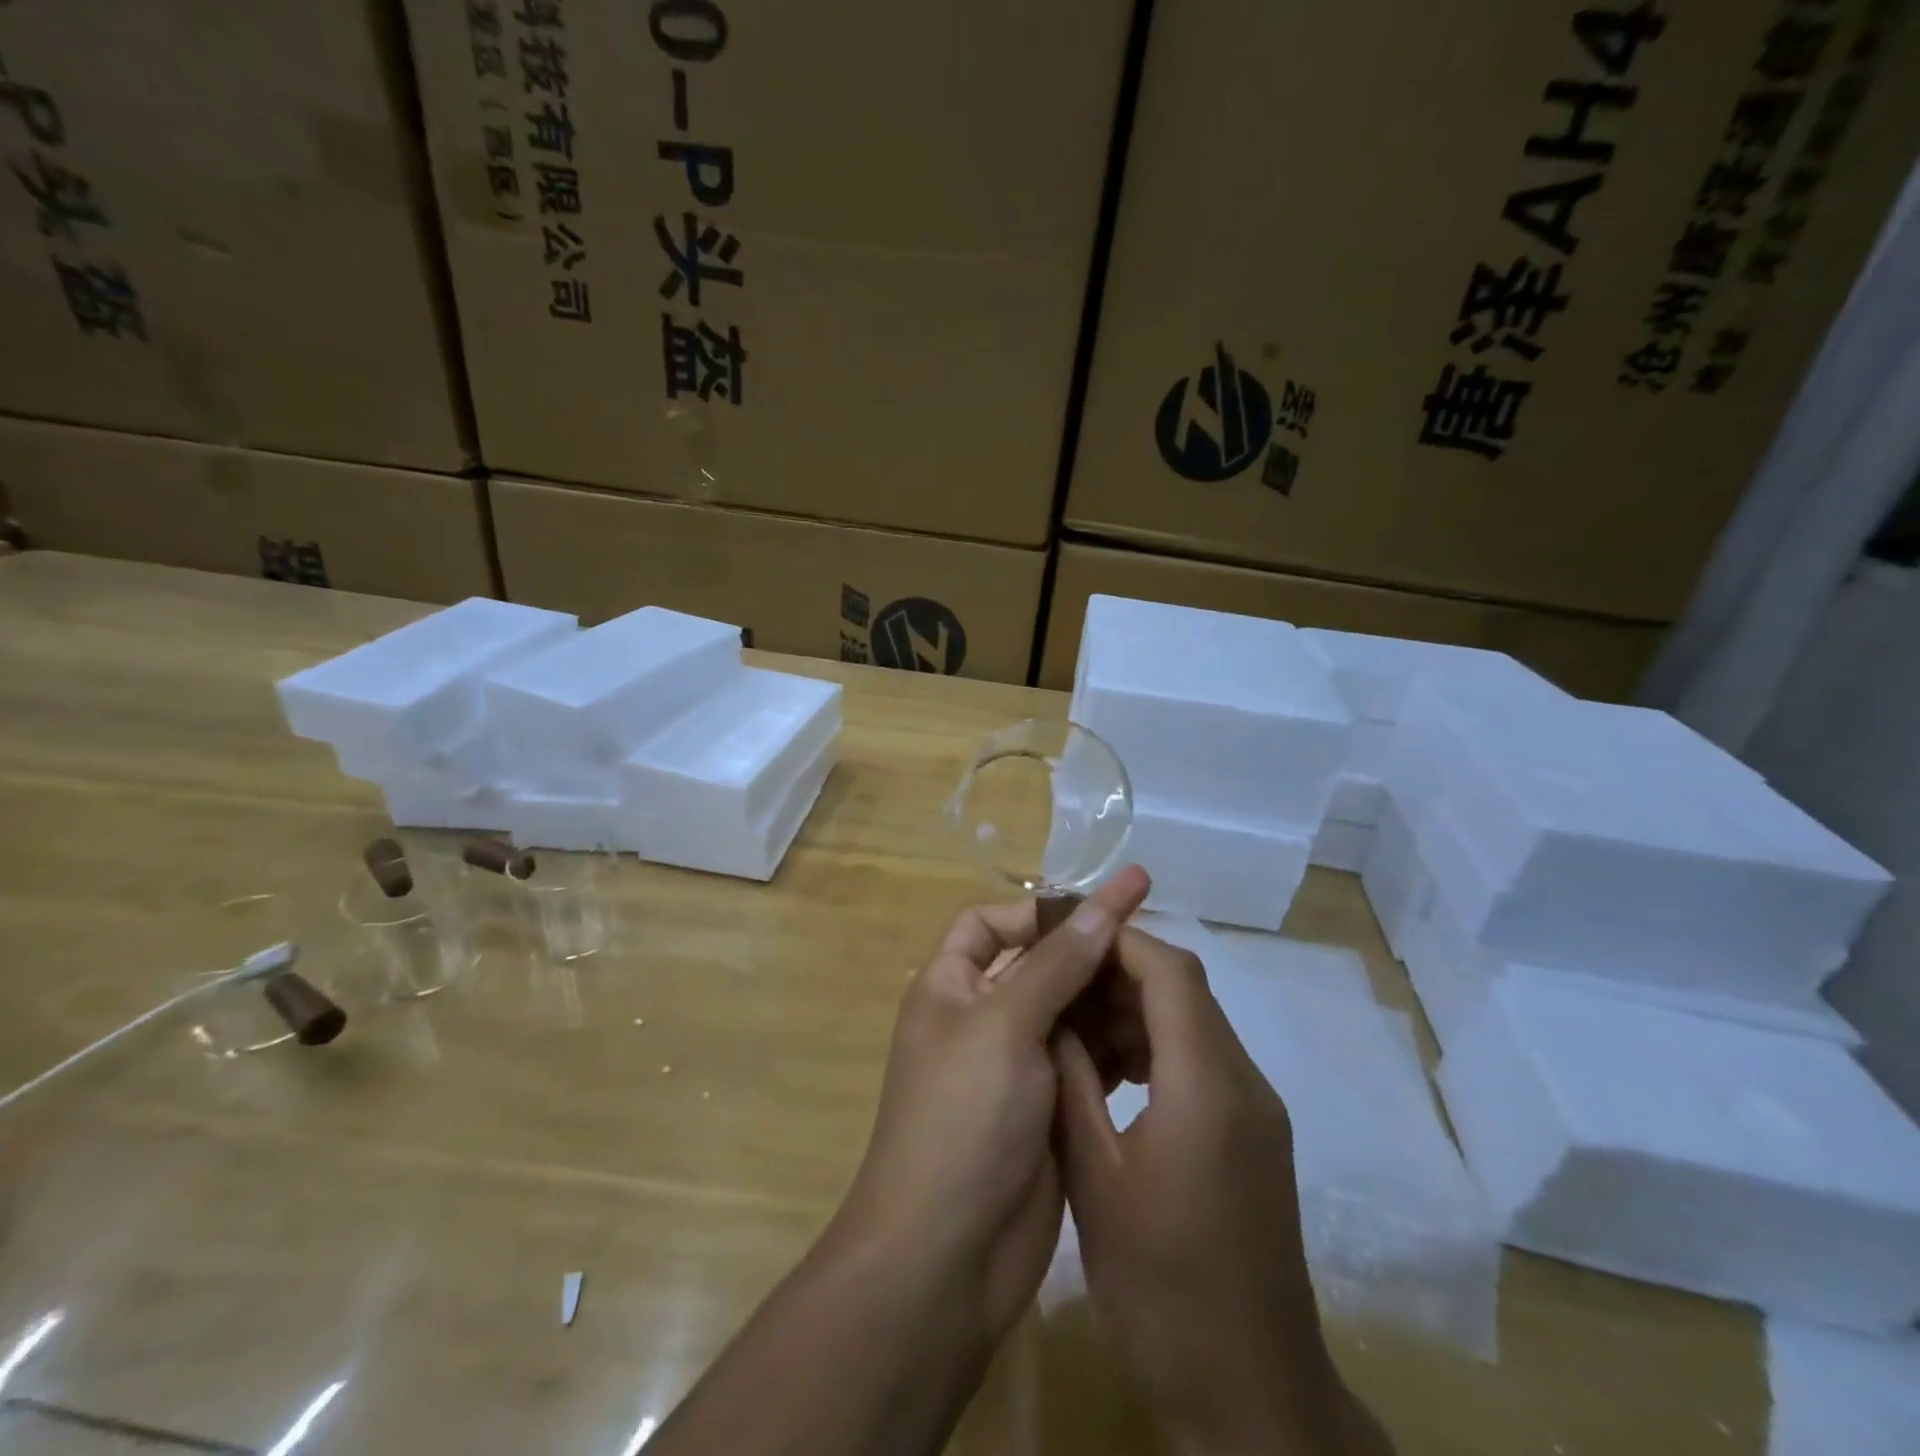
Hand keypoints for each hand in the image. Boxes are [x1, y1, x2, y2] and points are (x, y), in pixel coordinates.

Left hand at [837, 865, 1151, 1343]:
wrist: (947, 1258)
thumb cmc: (963, 1120)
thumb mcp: (1005, 1025)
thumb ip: (1057, 964)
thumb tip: (1101, 906)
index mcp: (950, 986)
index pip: (991, 922)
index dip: (1042, 909)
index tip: (1102, 907)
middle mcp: (980, 1018)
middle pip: (1039, 964)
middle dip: (1089, 952)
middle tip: (1155, 940)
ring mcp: (1015, 1066)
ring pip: (1068, 1011)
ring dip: (1109, 998)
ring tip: (1167, 986)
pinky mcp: (1046, 1107)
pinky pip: (1084, 1059)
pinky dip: (1115, 1045)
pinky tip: (1156, 1039)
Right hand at [1055, 928, 1391, 1455]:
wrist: (1250, 1392)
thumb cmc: (1161, 1285)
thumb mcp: (1094, 1176)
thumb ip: (1073, 1083)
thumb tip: (1053, 1018)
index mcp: (1206, 1083)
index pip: (1170, 971)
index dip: (1118, 941)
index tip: (1065, 938)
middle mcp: (1243, 1081)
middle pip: (1186, 989)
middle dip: (1121, 971)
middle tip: (1060, 979)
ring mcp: (1257, 1110)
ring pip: (1195, 1023)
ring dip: (1138, 1009)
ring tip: (1076, 1022)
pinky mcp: (1256, 1136)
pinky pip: (1205, 1061)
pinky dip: (1159, 1047)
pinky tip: (1113, 1073)